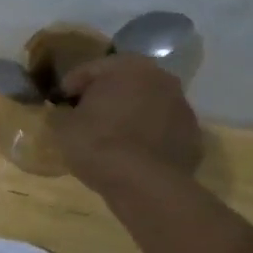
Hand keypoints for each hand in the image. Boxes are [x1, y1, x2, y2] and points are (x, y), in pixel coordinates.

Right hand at [52, 54, 201, 191]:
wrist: (145, 185)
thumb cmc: (98, 144)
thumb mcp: (64, 127)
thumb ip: (61, 112)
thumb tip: (62, 112)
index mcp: (128, 67)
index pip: (91, 69)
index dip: (71, 86)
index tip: (58, 103)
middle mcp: (161, 78)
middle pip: (125, 83)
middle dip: (105, 97)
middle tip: (85, 116)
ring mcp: (182, 107)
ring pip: (147, 105)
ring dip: (130, 115)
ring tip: (111, 137)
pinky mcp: (193, 136)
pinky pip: (162, 130)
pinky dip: (148, 136)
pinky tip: (133, 154)